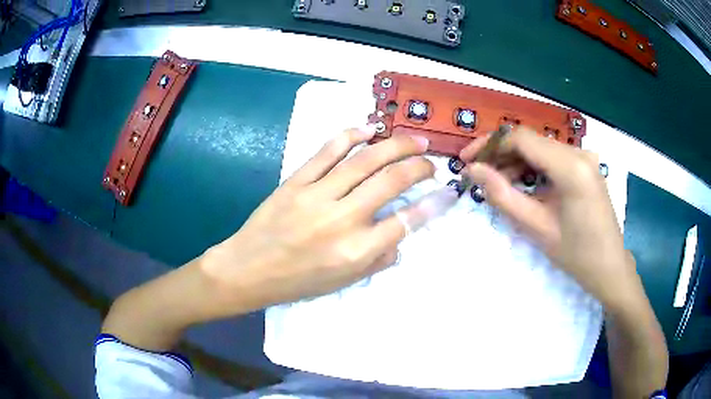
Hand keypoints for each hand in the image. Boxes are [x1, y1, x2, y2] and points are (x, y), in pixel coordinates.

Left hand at [201, 127, 434, 310]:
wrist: (248, 269)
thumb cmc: (297, 282)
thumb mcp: (343, 282)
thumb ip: (378, 259)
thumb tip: (402, 237)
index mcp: (355, 251)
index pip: (406, 222)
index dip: (434, 205)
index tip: (448, 192)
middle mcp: (342, 219)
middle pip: (392, 181)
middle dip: (419, 167)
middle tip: (431, 162)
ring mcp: (317, 195)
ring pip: (365, 160)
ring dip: (396, 145)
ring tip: (415, 140)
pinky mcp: (296, 180)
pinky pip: (327, 151)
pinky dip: (351, 135)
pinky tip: (369, 129)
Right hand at [460, 127, 638, 309]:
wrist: (609, 267)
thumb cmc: (576, 254)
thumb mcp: (537, 228)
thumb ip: (503, 196)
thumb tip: (473, 170)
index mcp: (571, 166)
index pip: (522, 139)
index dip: (490, 145)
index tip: (467, 160)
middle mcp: (579, 153)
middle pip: (531, 141)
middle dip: (501, 155)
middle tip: (480, 176)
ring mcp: (584, 158)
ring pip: (540, 149)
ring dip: (516, 162)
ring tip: (498, 185)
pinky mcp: (585, 167)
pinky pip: (553, 159)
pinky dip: (533, 168)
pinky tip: (523, 186)